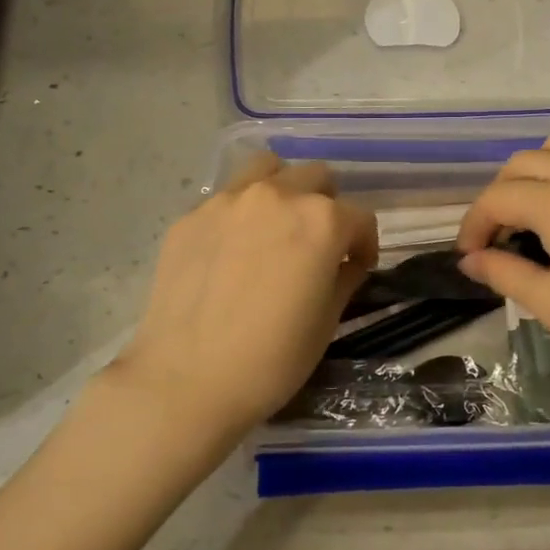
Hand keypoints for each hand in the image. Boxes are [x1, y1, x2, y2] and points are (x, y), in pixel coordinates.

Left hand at [108, 153, 377, 440]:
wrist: (186, 380)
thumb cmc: (271, 360)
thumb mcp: (327, 322)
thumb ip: (344, 277)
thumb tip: (345, 260)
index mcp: (320, 221)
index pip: (360, 217)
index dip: (364, 244)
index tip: (357, 266)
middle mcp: (276, 196)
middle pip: (317, 178)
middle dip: (327, 206)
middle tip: (318, 243)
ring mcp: (227, 200)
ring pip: (268, 169)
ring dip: (283, 189)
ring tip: (276, 226)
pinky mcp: (191, 216)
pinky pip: (227, 198)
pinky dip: (241, 212)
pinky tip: (231, 251)